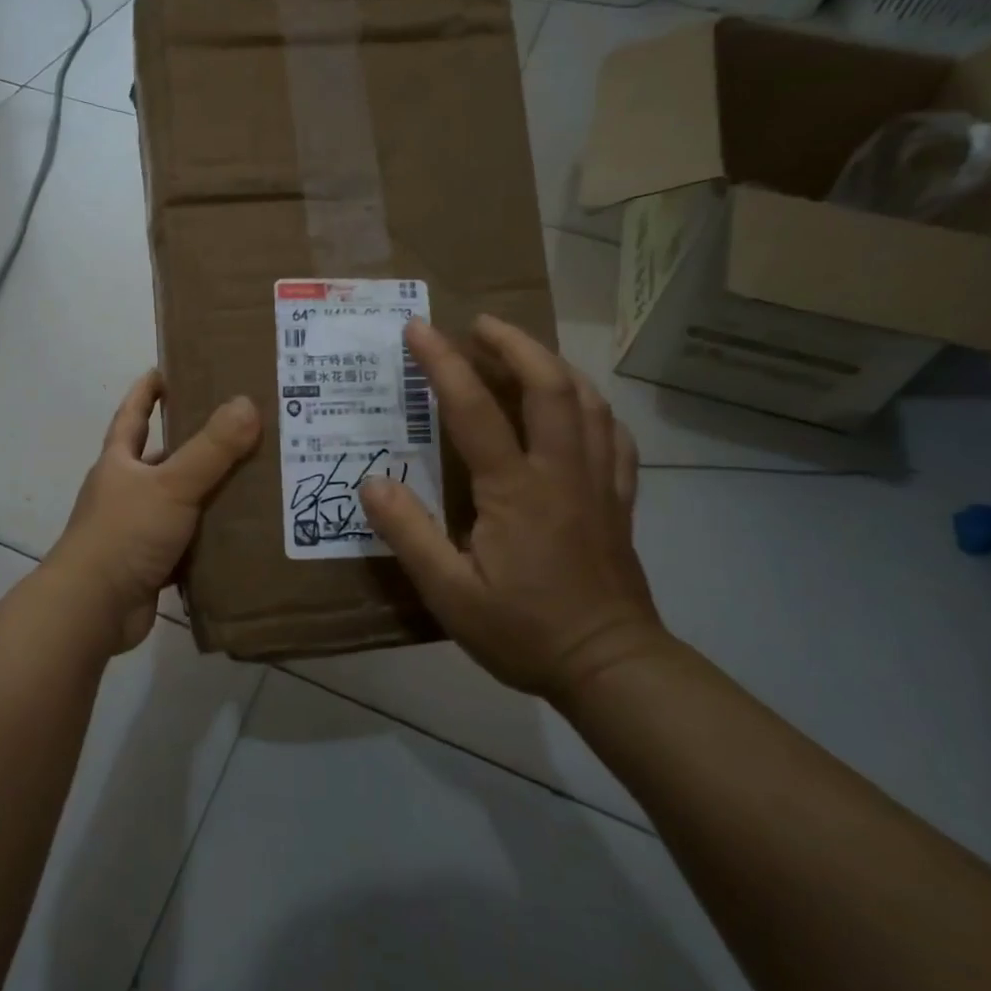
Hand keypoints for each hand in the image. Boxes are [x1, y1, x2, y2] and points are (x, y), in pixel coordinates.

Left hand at [47, 371, 260, 652]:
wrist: (93, 608)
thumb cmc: (125, 534)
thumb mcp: (171, 485)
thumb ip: (211, 448)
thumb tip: (248, 404)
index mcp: (119, 463)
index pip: (132, 415)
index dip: (146, 392)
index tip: (165, 370)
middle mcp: (124, 491)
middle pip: (159, 459)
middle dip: (191, 444)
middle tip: (236, 428)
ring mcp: (136, 530)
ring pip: (178, 503)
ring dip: (206, 493)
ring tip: (252, 479)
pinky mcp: (150, 565)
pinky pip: (187, 544)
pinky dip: (209, 539)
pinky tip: (241, 534)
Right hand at [359, 316, 661, 700]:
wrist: (610, 666)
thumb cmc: (523, 631)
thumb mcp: (450, 593)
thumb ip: (409, 534)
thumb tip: (372, 482)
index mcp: (515, 490)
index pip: (474, 409)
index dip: (443, 363)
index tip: (418, 330)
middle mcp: (561, 471)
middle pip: (549, 385)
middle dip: (514, 343)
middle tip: (480, 324)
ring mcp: (598, 482)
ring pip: (587, 401)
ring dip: (553, 364)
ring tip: (523, 351)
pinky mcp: (619, 499)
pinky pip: (614, 435)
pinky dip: (593, 406)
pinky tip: (578, 405)